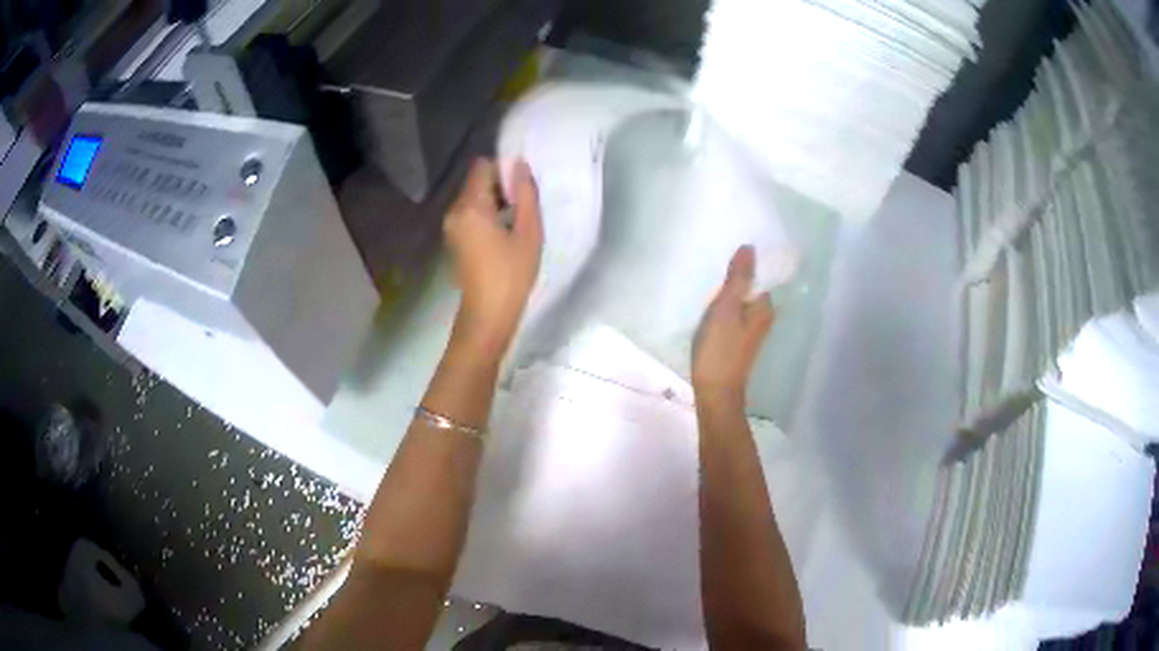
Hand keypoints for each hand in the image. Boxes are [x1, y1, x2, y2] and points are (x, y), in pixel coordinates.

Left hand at [444, 158, 542, 355]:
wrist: (487, 316)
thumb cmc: (511, 275)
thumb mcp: (529, 233)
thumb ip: (526, 195)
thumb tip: (521, 166)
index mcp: (470, 207)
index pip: (482, 166)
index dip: (504, 169)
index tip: (523, 185)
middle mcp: (454, 211)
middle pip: (476, 181)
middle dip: (501, 184)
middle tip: (525, 204)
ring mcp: (451, 226)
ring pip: (474, 197)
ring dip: (495, 200)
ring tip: (518, 219)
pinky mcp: (454, 238)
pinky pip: (471, 213)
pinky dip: (487, 214)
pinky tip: (505, 232)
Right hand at [692, 246, 775, 404]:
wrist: (715, 393)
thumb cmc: (720, 350)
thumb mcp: (725, 309)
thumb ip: (737, 279)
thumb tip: (749, 248)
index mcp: (764, 307)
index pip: (759, 274)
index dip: (744, 263)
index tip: (726, 254)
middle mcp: (763, 316)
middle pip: (750, 287)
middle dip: (736, 276)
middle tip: (714, 265)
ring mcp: (751, 329)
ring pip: (741, 300)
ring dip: (728, 292)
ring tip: (709, 282)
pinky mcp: (739, 339)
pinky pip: (734, 313)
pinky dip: (724, 307)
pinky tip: (710, 306)